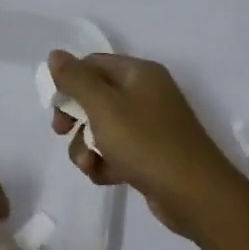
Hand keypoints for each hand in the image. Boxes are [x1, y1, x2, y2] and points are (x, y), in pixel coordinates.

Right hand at [47, 50, 248, 238]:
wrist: (194, 194)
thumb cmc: (145, 142)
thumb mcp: (104, 107)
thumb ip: (76, 80)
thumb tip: (55, 54)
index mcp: (139, 73)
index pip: (93, 64)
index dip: (69, 82)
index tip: (54, 107)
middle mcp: (146, 94)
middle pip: (95, 97)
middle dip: (75, 119)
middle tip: (61, 133)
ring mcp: (150, 126)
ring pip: (102, 129)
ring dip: (87, 147)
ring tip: (90, 165)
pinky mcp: (151, 155)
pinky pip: (116, 152)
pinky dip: (106, 163)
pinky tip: (105, 177)